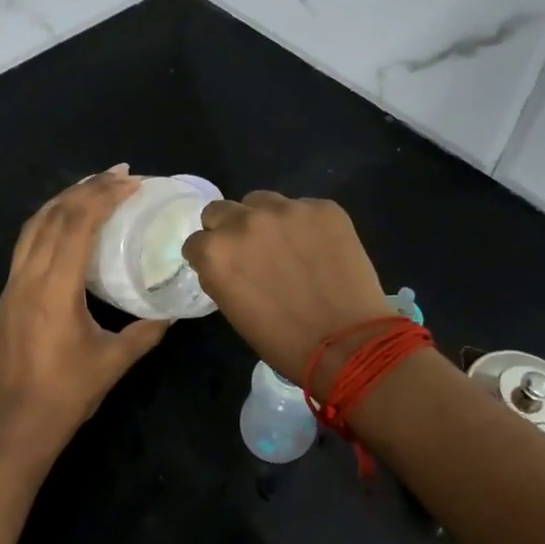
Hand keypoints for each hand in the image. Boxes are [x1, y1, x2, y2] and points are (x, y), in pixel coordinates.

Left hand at [0, 166, 170, 461]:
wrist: (18, 423)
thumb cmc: (69, 392)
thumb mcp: (115, 360)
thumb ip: (146, 331)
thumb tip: (171, 312)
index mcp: (55, 289)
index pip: (77, 224)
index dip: (105, 196)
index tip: (132, 182)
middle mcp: (28, 277)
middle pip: (54, 215)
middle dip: (87, 187)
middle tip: (120, 174)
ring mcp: (13, 285)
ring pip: (34, 225)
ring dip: (64, 199)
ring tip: (93, 186)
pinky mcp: (7, 296)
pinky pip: (26, 244)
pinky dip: (48, 222)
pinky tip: (66, 224)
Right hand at [182, 191, 390, 393]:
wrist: (348, 343)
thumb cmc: (284, 342)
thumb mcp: (234, 311)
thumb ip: (222, 276)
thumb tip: (228, 263)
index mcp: (216, 252)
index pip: (196, 241)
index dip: (209, 256)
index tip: (225, 268)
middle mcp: (244, 222)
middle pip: (221, 210)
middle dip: (229, 229)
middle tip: (251, 252)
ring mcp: (286, 209)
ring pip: (261, 201)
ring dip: (265, 219)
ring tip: (287, 245)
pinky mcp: (323, 207)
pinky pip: (303, 208)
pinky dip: (306, 225)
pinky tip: (320, 248)